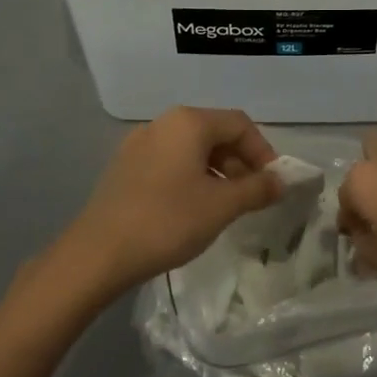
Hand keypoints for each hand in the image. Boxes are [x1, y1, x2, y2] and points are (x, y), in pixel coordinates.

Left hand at [57, 106, 282, 297]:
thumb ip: (256, 189)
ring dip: (217, 171)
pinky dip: (191, 177)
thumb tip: (279, 181)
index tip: (273, 184)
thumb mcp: (222, 206)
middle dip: (240, 162)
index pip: (240, 124)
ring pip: (191, 149)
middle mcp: (163, 123)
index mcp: (188, 122)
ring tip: (225, 206)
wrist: (97, 254)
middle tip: (252, 197)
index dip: (263, 151)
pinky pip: (170, 162)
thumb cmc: (167, 221)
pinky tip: (192, 208)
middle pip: (215, 133)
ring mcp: (140, 144)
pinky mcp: (125, 166)